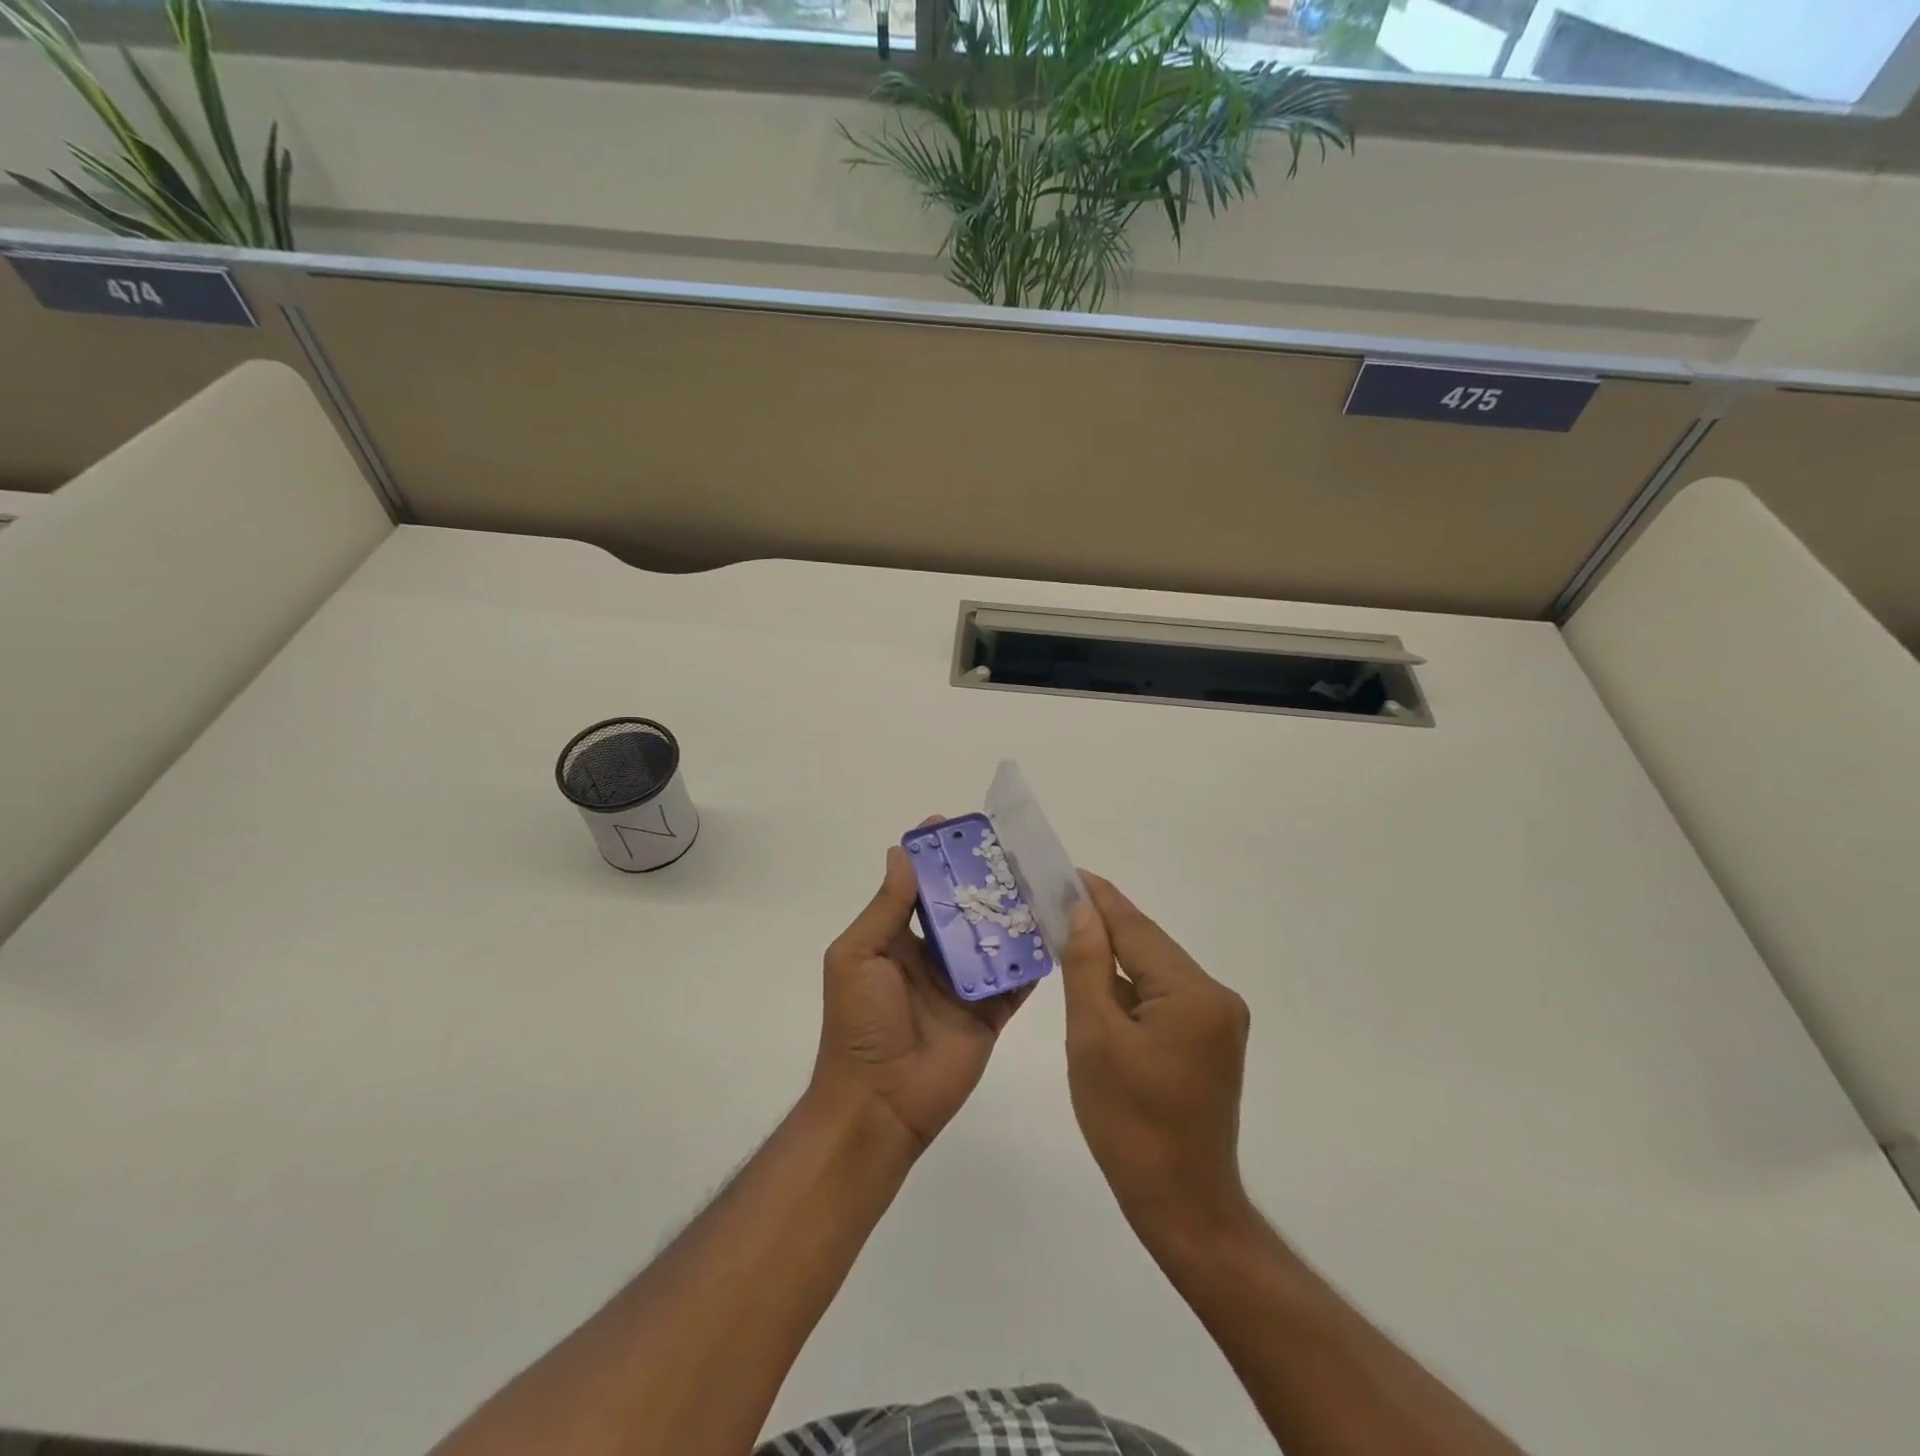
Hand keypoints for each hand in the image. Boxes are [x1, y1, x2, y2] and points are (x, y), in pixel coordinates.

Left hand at [812, 825, 1028, 1152]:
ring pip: (994, 938)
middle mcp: (934, 955)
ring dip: (1013, 911)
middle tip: (1012, 848)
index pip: (920, 887)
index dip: (936, 858)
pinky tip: (1056, 928)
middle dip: (984, 879)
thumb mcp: (858, 956)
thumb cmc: (859, 1024)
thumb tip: (902, 853)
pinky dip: (1034, 957)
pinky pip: (1017, 979)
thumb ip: (886, 908)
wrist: (880, 1104)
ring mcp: (965, 984)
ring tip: (1040, 878)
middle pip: (964, 908)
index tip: (956, 828)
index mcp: (898, 940)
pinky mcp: (991, 1012)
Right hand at [1061, 872, 1253, 1249]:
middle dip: (1104, 924)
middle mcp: (1216, 996)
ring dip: (1115, 956)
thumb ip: (1088, 965)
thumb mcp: (1094, 1037)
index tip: (1066, 871)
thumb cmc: (1128, 1123)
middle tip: (1056, 900)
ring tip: (1069, 932)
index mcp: (1193, 993)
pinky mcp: (1210, 1041)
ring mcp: (1218, 1020)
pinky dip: (1130, 987)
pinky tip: (1099, 981)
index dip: (1099, 898)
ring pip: (1155, 971)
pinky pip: (1163, 996)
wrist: (1181, 1204)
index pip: (1136, 929)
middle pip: (1149, 946)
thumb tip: (1082, 910)